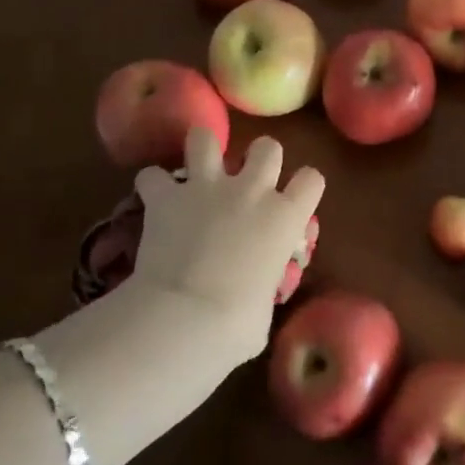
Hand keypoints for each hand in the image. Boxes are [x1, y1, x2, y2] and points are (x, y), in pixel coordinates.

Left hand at [128, 128, 323, 358]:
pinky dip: (152, 185)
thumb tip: (256, 290)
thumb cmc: (236, 325)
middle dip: (259, 158)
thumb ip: (265, 284)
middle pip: (268, 147)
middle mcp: (252, 190)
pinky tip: (152, 197)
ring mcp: (208, 188)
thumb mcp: (266, 307)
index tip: (293, 199)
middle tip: (246, 180)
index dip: (303, 186)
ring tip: (197, 166)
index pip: (312, 179)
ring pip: (207, 139)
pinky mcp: (167, 197)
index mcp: (285, 217)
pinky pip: (153, 176)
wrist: (185, 318)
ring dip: (203, 149)